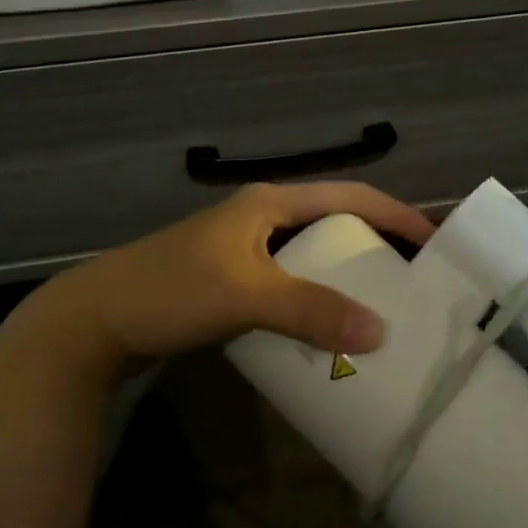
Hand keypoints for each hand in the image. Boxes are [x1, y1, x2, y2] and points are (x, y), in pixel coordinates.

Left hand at [39, 182, 432, 364]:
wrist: (92, 321)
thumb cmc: (169, 291)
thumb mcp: (245, 296)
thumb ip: (311, 310)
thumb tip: (381, 331)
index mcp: (268, 203)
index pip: (349, 196)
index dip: (395, 214)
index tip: (435, 243)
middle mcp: (259, 218)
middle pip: (334, 223)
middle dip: (376, 245)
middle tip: (414, 279)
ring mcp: (241, 250)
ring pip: (311, 256)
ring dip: (346, 276)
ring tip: (382, 305)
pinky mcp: (228, 282)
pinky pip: (289, 284)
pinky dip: (315, 299)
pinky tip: (327, 327)